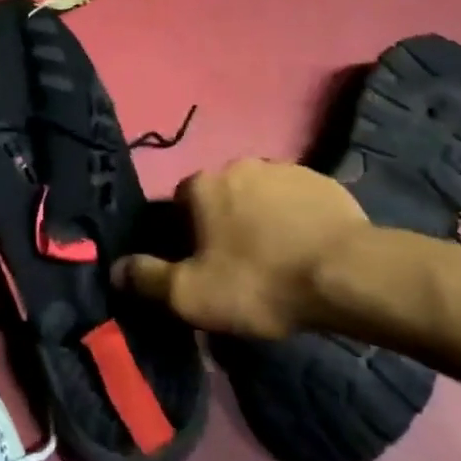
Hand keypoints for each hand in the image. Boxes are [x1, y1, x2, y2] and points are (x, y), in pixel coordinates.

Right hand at [114, 158, 367, 341]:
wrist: (346, 274)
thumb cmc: (260, 282)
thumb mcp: (192, 295)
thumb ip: (147, 279)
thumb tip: (114, 269)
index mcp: (202, 186)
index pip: (180, 203)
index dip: (188, 235)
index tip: (203, 265)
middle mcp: (237, 165)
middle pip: (221, 197)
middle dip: (226, 224)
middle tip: (243, 267)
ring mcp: (282, 169)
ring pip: (260, 196)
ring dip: (262, 220)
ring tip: (280, 261)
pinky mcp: (322, 182)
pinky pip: (297, 200)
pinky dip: (297, 219)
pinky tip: (309, 251)